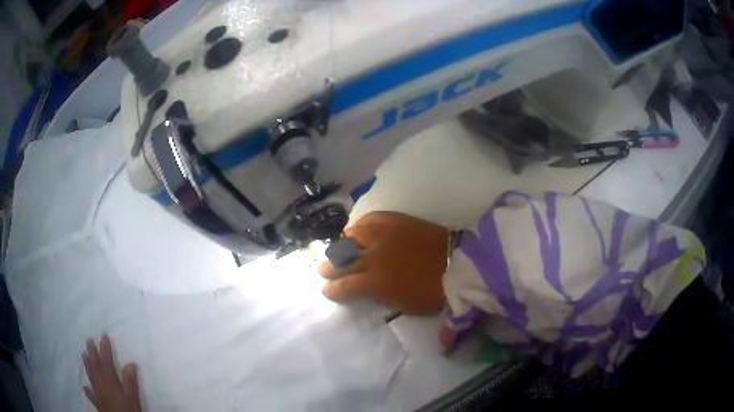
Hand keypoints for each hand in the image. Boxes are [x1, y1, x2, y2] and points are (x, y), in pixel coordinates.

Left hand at [82, 334, 140, 411]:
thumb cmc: (126, 410)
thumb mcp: (131, 397)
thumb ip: (130, 381)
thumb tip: (130, 362)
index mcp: (109, 380)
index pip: (106, 361)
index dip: (104, 348)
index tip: (103, 335)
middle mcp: (101, 383)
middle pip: (95, 366)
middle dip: (92, 353)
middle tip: (88, 340)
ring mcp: (98, 393)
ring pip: (91, 376)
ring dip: (87, 365)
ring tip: (83, 355)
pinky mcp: (98, 403)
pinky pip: (91, 394)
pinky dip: (87, 389)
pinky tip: (84, 386)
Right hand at [318, 212, 448, 314]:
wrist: (457, 264)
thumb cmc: (431, 292)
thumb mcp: (402, 306)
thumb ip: (379, 297)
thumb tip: (365, 289)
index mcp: (375, 282)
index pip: (343, 286)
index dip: (332, 289)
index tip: (327, 290)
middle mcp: (372, 256)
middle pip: (341, 260)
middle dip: (330, 267)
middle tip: (325, 269)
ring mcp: (382, 235)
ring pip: (351, 236)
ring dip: (342, 244)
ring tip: (341, 247)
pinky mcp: (395, 220)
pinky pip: (370, 218)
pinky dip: (360, 225)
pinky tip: (358, 229)